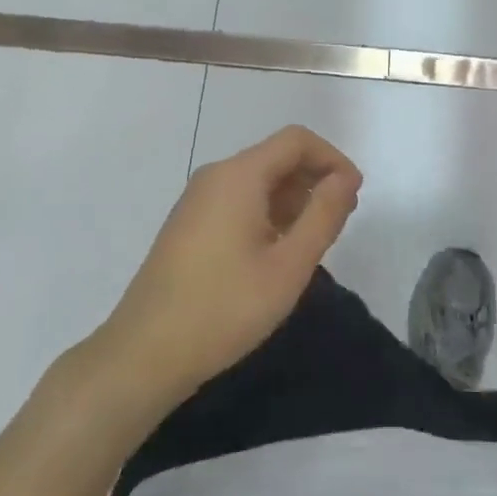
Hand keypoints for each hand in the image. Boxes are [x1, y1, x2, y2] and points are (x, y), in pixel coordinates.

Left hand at [101, 126, 362, 406]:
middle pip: (277, 157)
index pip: (297, 140)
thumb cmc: (224, 308)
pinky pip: (239, 199)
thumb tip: (345, 178)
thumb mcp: (289, 266)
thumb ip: (323, 215)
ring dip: (293, 198)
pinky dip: (268, 211)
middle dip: (315, 178)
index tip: (354, 195)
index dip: (333, 158)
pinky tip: (277, 251)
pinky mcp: (189, 223)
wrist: (143, 355)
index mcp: (239, 175)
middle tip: (340, 220)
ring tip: (313, 239)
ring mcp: (198, 199)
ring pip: (259, 180)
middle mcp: (217, 175)